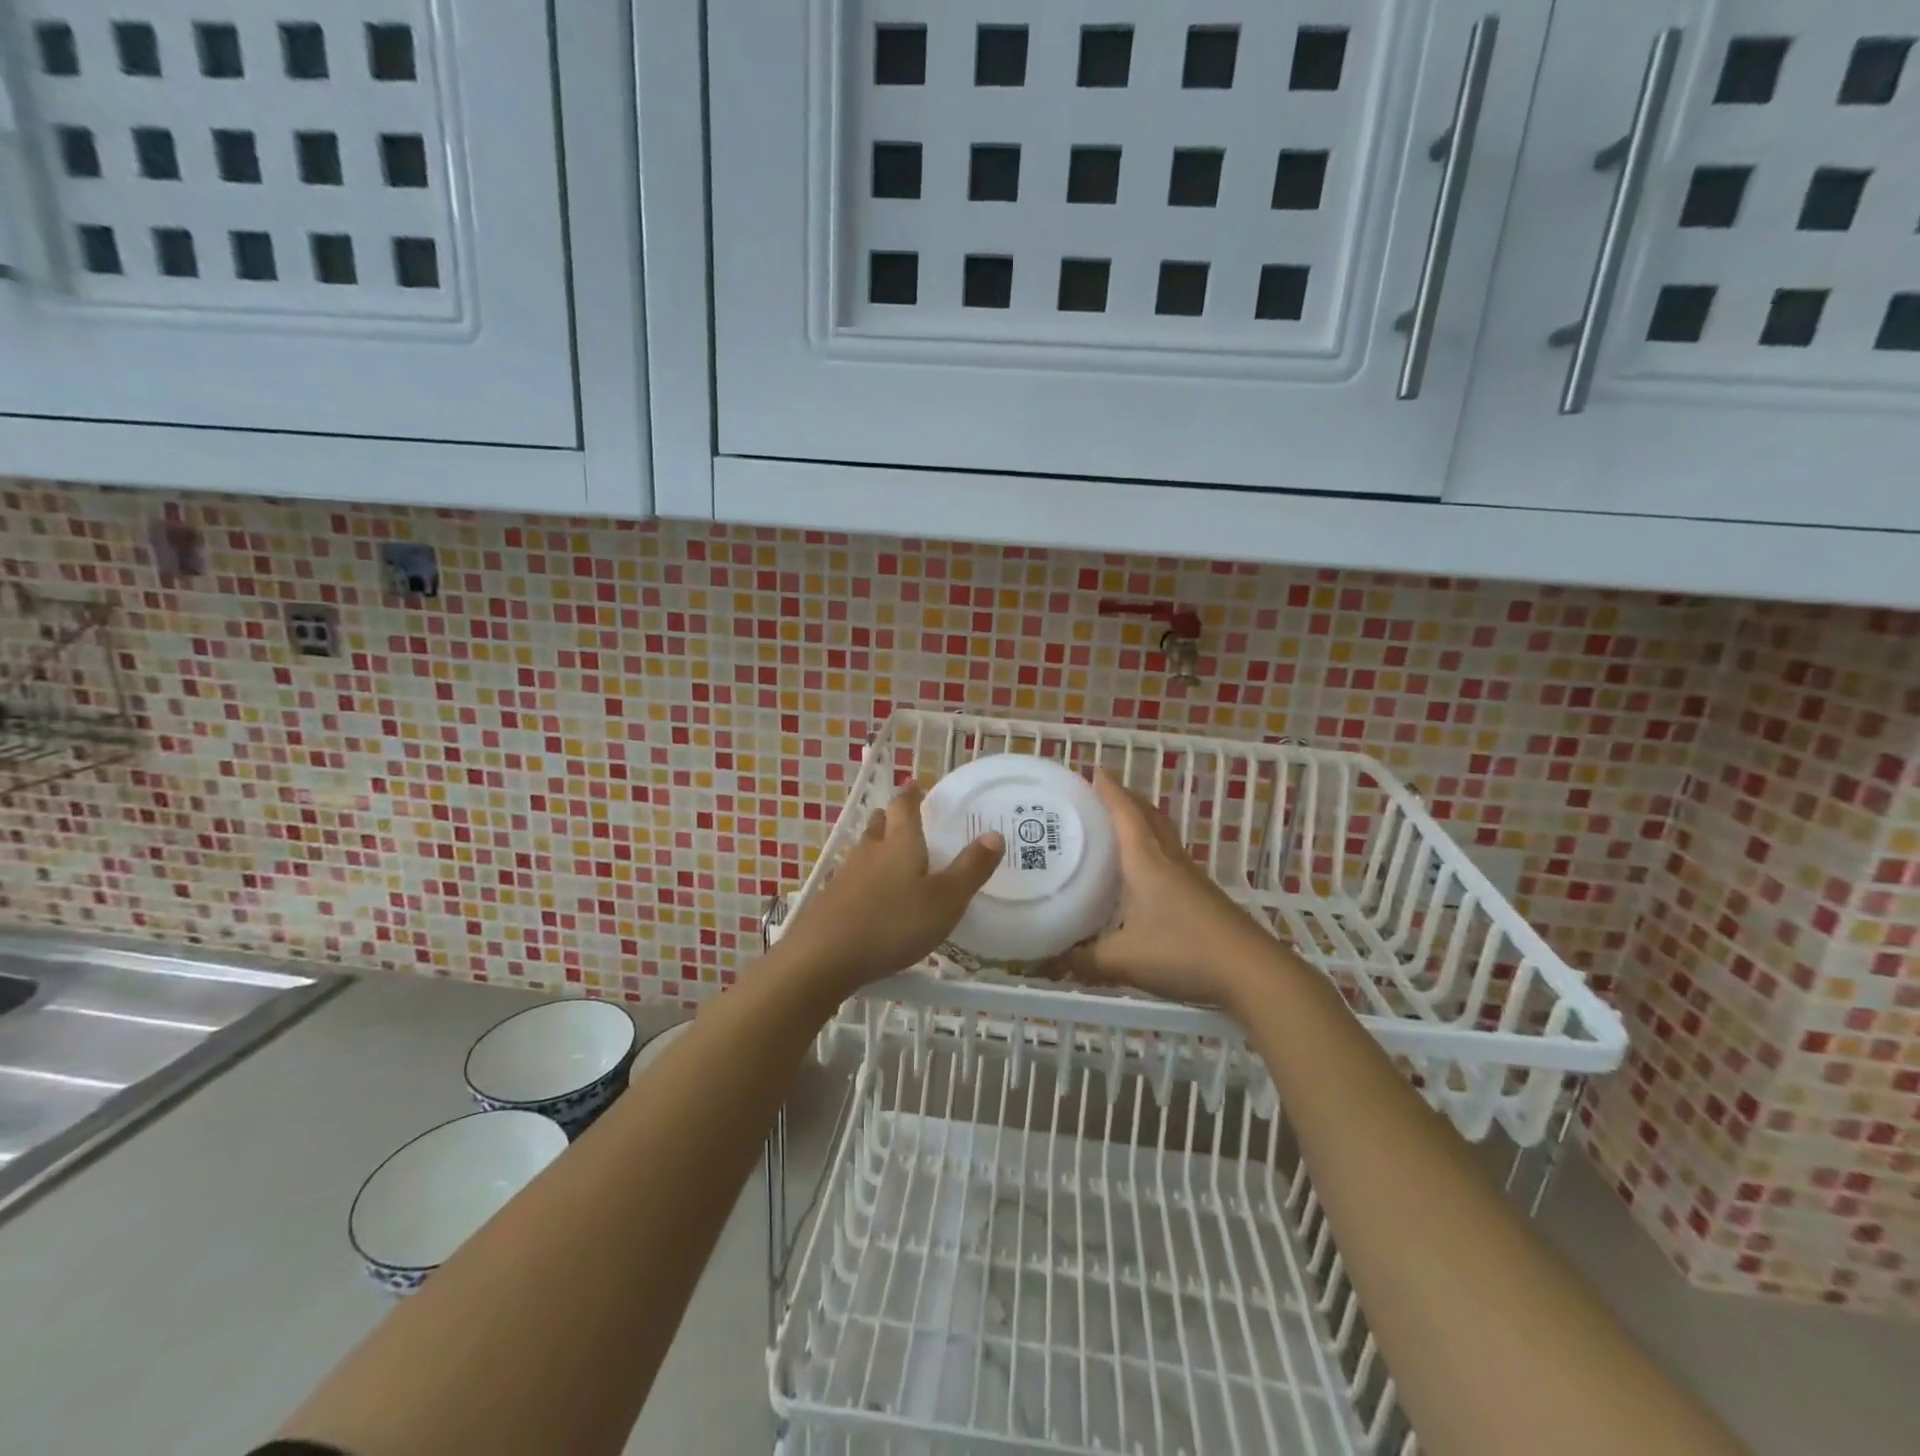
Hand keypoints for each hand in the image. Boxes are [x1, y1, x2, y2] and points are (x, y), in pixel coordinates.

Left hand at [776, 784, 1003, 995]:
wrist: (824, 957)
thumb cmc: (893, 923)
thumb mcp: (945, 900)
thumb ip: (970, 869)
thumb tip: (994, 834)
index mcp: (900, 843)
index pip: (904, 807)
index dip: (912, 795)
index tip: (916, 786)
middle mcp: (870, 851)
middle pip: (880, 825)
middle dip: (892, 818)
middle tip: (904, 818)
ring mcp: (845, 875)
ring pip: (864, 850)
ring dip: (877, 846)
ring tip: (890, 854)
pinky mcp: (830, 900)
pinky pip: (852, 878)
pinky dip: (865, 878)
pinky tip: (871, 896)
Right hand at [1053, 773, 1275, 1006]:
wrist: (1251, 972)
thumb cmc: (1182, 952)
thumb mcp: (1122, 960)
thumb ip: (1083, 960)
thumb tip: (1048, 963)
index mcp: (1146, 861)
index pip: (1125, 813)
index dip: (1109, 791)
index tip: (1094, 771)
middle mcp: (1169, 860)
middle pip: (1148, 816)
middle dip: (1127, 799)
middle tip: (1102, 793)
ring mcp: (1190, 877)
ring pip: (1163, 836)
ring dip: (1143, 821)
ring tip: (1120, 825)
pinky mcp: (1203, 896)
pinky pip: (1171, 857)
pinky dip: (1154, 849)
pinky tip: (1144, 873)